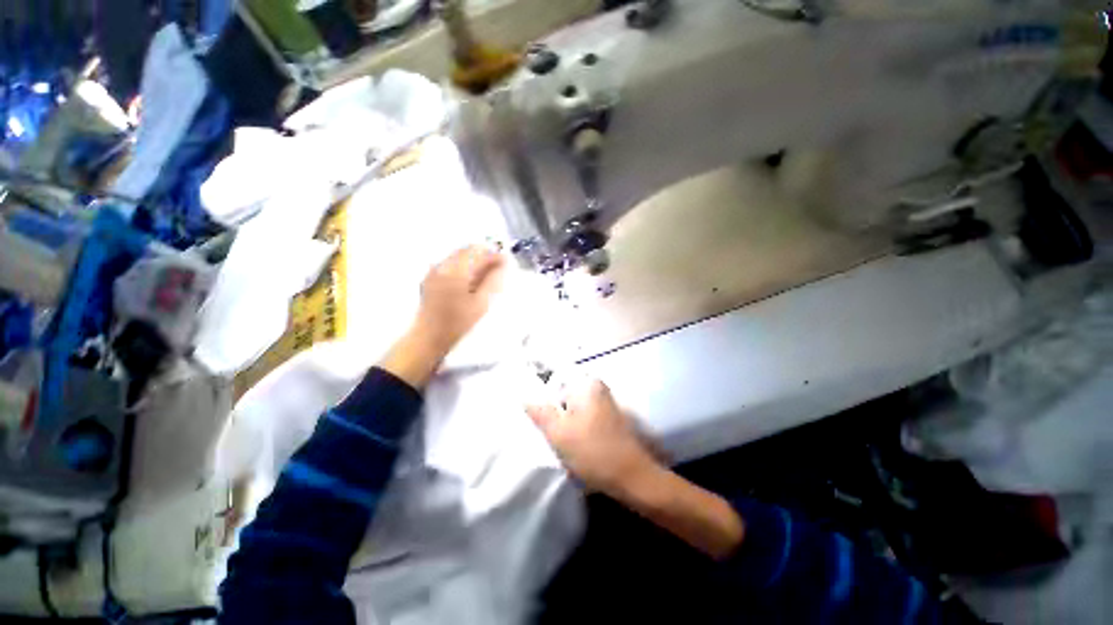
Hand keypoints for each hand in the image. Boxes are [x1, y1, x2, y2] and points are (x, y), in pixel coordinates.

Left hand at [380, 245, 504, 388]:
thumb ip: (493, 281)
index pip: (478, 253)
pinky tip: (470, 280)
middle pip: (467, 250)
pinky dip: (463, 266)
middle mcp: (443, 265)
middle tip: (497, 268)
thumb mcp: (481, 303)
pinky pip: (450, 263)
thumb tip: (502, 264)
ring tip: (485, 275)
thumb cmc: (458, 322)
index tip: (506, 262)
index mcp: (456, 270)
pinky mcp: (430, 277)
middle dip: (484, 255)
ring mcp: (434, 270)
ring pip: (458, 255)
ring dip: (474, 260)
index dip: (494, 255)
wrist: (429, 337)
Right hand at [527, 379, 659, 495]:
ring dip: (567, 426)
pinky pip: (586, 419)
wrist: (632, 478)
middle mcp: (598, 387)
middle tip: (555, 436)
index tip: (545, 423)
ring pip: (574, 411)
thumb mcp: (558, 433)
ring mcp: (607, 403)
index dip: (545, 403)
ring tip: (567, 445)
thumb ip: (539, 412)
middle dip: (557, 416)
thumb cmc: (592, 451)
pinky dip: (579, 430)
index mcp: (586, 384)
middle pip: (565, 398)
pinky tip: (579, 447)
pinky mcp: (611, 418)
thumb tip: (525, 395)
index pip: (554, 383)